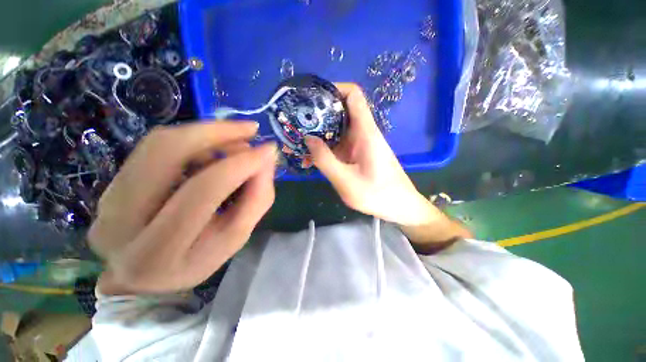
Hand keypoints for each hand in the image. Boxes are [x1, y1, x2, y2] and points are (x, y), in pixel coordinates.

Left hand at [88, 122, 276, 294]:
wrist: (142, 275)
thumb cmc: (195, 260)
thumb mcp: (235, 238)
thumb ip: (256, 200)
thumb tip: (266, 160)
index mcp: (159, 250)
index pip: (203, 191)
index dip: (240, 164)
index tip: (268, 150)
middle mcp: (121, 221)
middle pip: (168, 153)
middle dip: (217, 133)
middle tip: (251, 129)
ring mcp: (108, 197)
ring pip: (159, 142)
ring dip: (206, 132)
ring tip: (236, 139)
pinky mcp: (111, 183)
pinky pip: (154, 146)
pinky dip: (191, 139)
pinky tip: (212, 148)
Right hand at [306, 83, 434, 226]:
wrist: (399, 206)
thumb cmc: (377, 195)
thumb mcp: (346, 181)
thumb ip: (325, 160)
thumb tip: (308, 138)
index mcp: (365, 132)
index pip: (353, 95)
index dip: (333, 89)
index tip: (311, 98)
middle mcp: (362, 133)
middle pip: (339, 111)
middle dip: (317, 115)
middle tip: (295, 124)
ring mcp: (358, 144)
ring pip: (336, 130)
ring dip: (317, 135)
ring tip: (296, 144)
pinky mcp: (356, 154)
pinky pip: (337, 145)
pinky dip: (323, 149)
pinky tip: (309, 160)